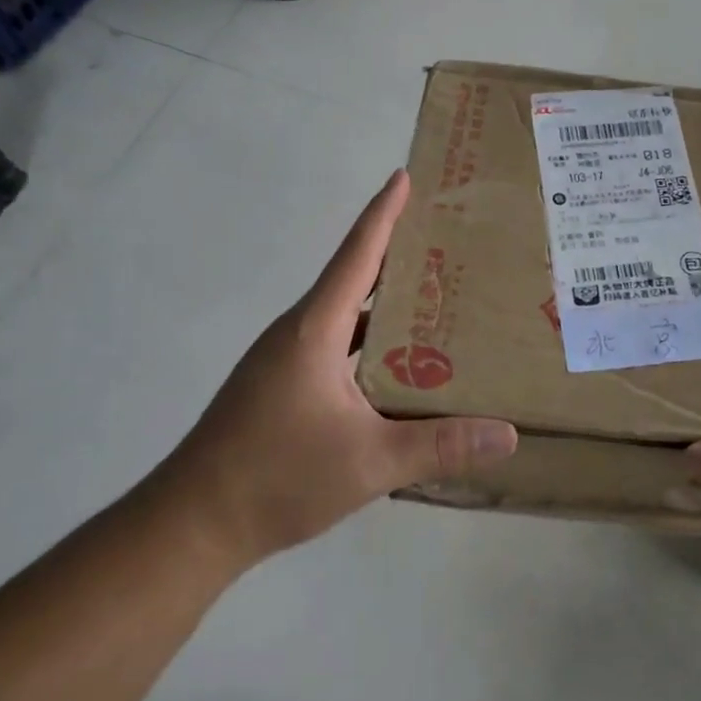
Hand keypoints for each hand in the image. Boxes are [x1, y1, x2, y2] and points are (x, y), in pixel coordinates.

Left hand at [154, 171, 518, 565]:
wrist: (193, 524)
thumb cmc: (277, 477)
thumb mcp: (370, 462)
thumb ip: (440, 446)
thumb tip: (507, 434)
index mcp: (314, 330)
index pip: (357, 256)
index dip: (383, 214)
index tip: (405, 177)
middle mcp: (298, 334)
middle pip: (353, 280)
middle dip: (399, 258)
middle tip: (449, 246)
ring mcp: (285, 362)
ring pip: (344, 318)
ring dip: (385, 306)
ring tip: (437, 302)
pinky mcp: (280, 388)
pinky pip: (335, 349)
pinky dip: (370, 345)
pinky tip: (399, 368)